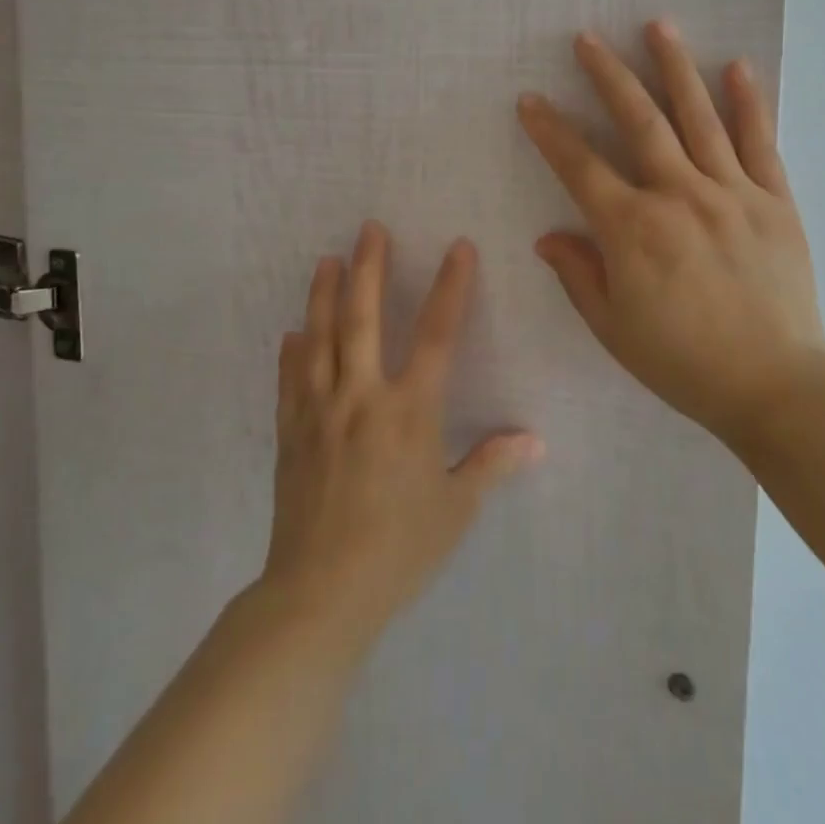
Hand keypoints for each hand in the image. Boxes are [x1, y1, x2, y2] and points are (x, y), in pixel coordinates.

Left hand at [261, 222, 543, 646]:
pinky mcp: (291, 434)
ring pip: (320, 339)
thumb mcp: (455, 510)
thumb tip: (534, 441)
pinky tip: (292, 333)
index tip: (458, 247)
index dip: (450, 287)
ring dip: (324, 295)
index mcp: (409, 411)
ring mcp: (320, 412)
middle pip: (363, 319)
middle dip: (368, 268)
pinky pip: (290, 381)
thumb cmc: (398, 549)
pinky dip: (292, 352)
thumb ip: (491, 465)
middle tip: (368, 229)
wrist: (321, 594)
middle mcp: (362, 398)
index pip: (436, 335)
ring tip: (326, 260)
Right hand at [516, 21, 824, 446]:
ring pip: (698, 117)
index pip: (580, 166)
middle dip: (608, 75)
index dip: (551, 131)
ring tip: (658, 25)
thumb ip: (579, 274)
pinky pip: (759, 142)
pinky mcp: (775, 201)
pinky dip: (748, 103)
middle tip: (588, 38)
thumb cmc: (683, 362)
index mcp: (633, 229)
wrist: (776, 386)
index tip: (531, 100)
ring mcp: (732, 192)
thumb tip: (549, 236)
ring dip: (674, 67)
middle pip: (639, 121)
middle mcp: (679, 196)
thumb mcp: (613, 328)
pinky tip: (736, 67)